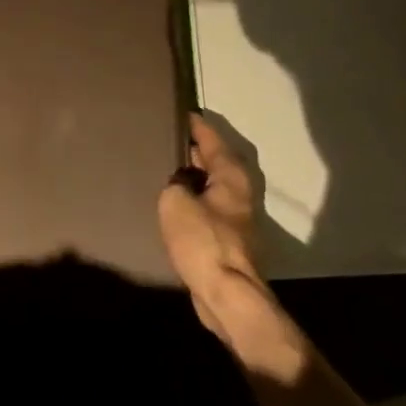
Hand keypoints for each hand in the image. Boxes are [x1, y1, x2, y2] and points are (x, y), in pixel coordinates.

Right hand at [158, 114, 258, 289]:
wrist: (226, 293)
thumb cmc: (203, 240)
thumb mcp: (175, 202)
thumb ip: (174, 184)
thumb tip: (179, 184)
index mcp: (231, 175)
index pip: (212, 138)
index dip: (196, 125)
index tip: (180, 113)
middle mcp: (240, 190)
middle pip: (215, 161)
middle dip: (194, 150)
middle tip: (166, 139)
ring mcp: (238, 216)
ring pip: (212, 186)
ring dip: (193, 177)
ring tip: (164, 169)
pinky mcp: (229, 238)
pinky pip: (208, 208)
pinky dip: (193, 201)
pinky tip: (173, 205)